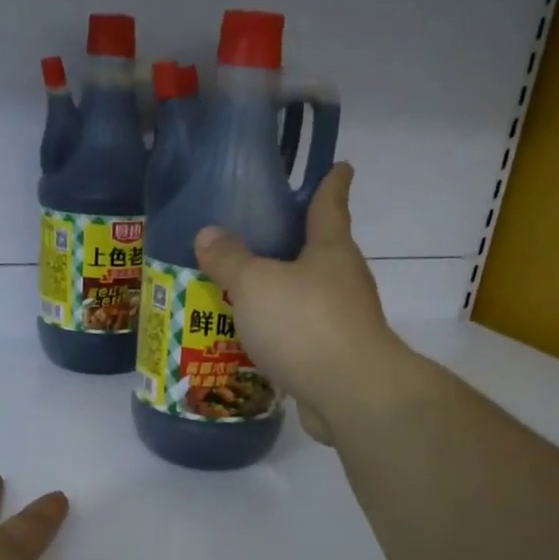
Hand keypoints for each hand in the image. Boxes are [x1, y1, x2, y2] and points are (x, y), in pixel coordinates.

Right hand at [192, 164, 415, 444]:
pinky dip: (283, 335)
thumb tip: (208, 234)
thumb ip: (230, 259)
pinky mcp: (335, 359)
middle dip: (296, 244)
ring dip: (285, 295)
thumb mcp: (255, 284)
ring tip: (246, 295)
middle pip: (321, 252)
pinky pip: (303, 337)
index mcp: (330, 249)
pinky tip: (257, 342)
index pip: (331, 202)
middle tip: (261, 239)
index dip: (332, 182)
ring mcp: (344, 322)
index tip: (339, 166)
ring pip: (309, 298)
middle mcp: (344, 280)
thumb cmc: (305, 324)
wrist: (350, 393)